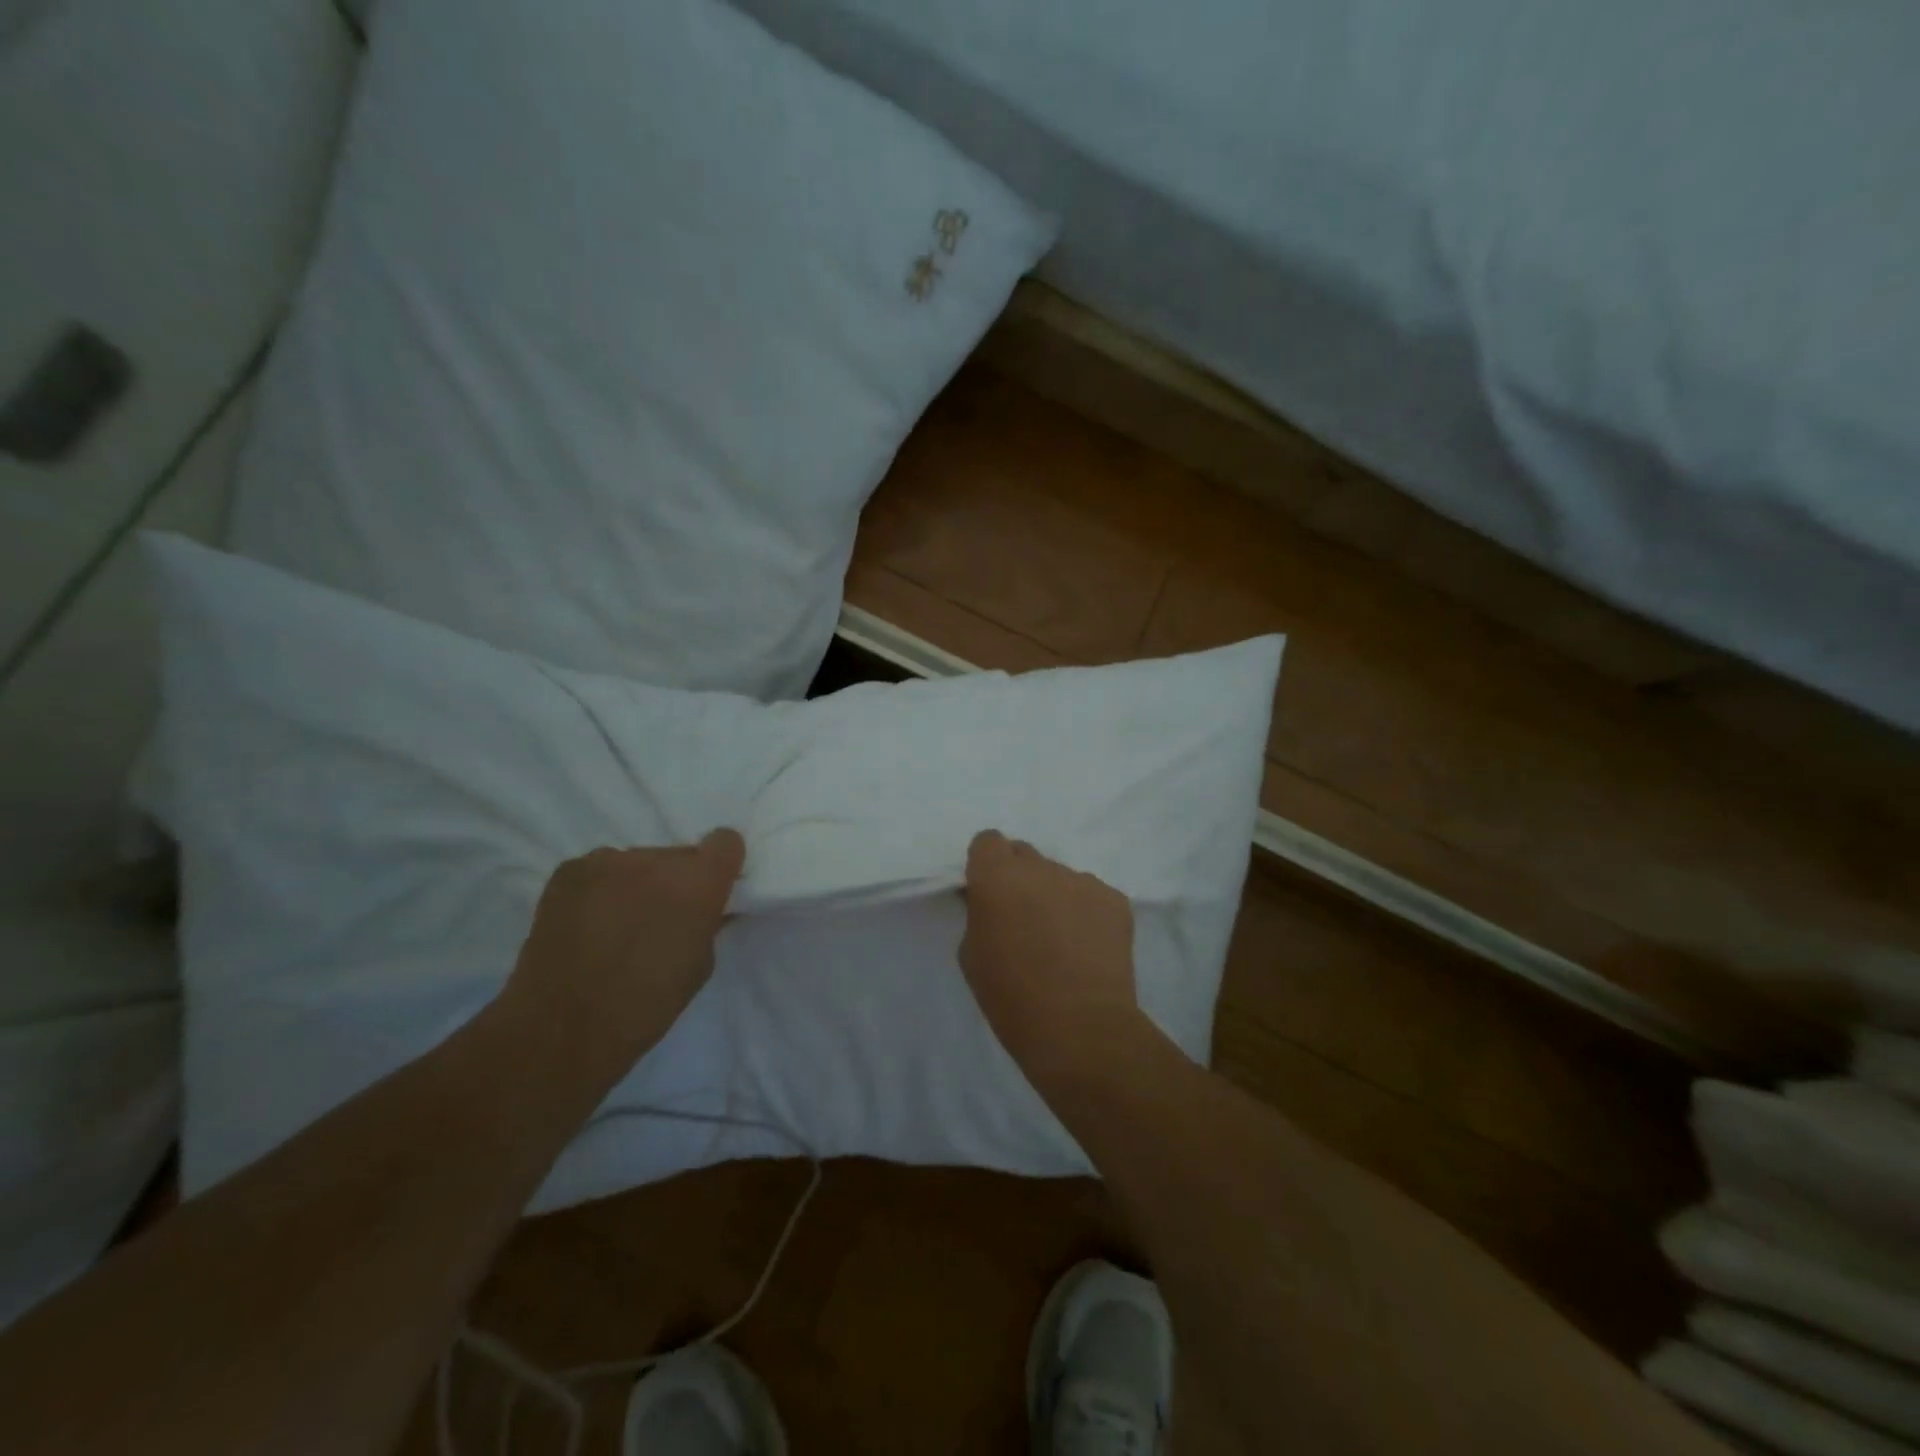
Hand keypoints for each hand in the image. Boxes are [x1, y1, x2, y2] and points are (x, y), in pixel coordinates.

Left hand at [503, 830, 745, 1075]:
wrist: (563, 1029)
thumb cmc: (646, 1006)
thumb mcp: (700, 965)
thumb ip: (709, 924)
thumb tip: (709, 909)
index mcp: (698, 882)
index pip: (725, 842)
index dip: (721, 865)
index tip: (713, 889)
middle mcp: (656, 859)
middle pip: (678, 855)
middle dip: (675, 881)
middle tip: (659, 919)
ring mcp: (607, 861)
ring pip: (637, 863)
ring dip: (637, 885)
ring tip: (617, 927)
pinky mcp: (568, 871)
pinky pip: (599, 871)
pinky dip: (601, 890)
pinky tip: (588, 925)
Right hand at [959, 830, 1146, 1093]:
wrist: (1081, 1030)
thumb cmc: (1012, 998)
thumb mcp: (972, 955)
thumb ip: (979, 914)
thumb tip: (991, 902)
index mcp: (998, 876)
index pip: (988, 841)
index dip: (987, 865)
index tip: (988, 892)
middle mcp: (1041, 867)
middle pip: (1025, 855)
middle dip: (1019, 878)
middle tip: (1023, 917)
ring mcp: (1083, 880)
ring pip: (1060, 877)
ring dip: (1054, 896)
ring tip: (1061, 940)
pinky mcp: (1116, 899)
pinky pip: (1091, 896)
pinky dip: (1086, 914)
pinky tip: (1087, 948)